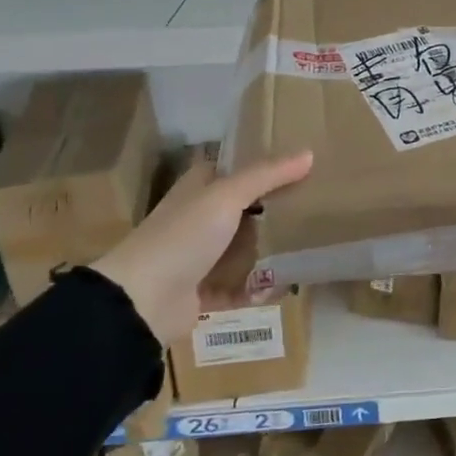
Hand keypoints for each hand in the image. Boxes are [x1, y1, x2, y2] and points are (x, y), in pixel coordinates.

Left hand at [92, 150, 312, 344]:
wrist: (141, 301)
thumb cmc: (183, 236)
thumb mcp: (227, 196)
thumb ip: (267, 175)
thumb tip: (308, 153)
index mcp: (197, 190)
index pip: (231, 169)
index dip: (260, 166)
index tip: (299, 166)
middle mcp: (197, 220)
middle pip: (243, 210)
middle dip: (273, 211)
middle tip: (313, 208)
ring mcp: (198, 257)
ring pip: (242, 249)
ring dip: (269, 252)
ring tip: (306, 248)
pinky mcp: (202, 292)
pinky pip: (238, 287)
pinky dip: (258, 288)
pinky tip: (282, 286)